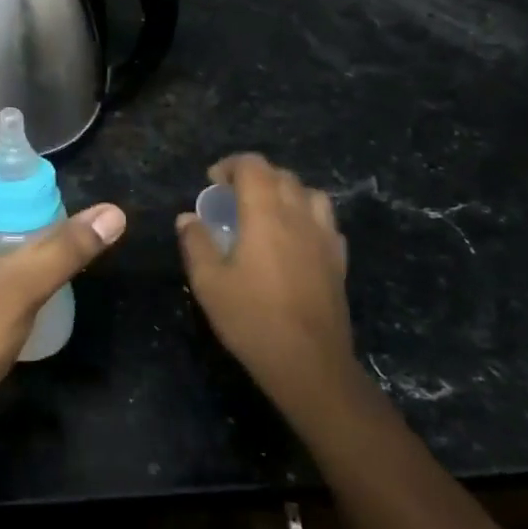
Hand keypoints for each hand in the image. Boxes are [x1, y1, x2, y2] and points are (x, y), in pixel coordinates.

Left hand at [0, 181, 125, 451]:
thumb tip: (113, 212)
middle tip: (72, 224)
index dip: (21, 181)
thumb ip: (65, 248)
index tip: (61, 190)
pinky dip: (17, 275)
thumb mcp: (19, 286)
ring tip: (67, 253)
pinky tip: (46, 287)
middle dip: (31, 216)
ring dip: (26, 248)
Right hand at [177, 154, 353, 409]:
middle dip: (255, 176)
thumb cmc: (251, 318)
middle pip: (282, 175)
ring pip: (310, 194)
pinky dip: (307, 217)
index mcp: (265, 215)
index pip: (254, 166)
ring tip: (267, 211)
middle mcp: (299, 216)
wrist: (308, 363)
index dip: (231, 165)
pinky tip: (294, 238)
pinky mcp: (338, 260)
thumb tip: (188, 218)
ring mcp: (324, 238)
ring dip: (286, 192)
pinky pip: (326, 221)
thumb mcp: (208, 282)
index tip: (213, 182)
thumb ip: (196, 243)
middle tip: (233, 197)